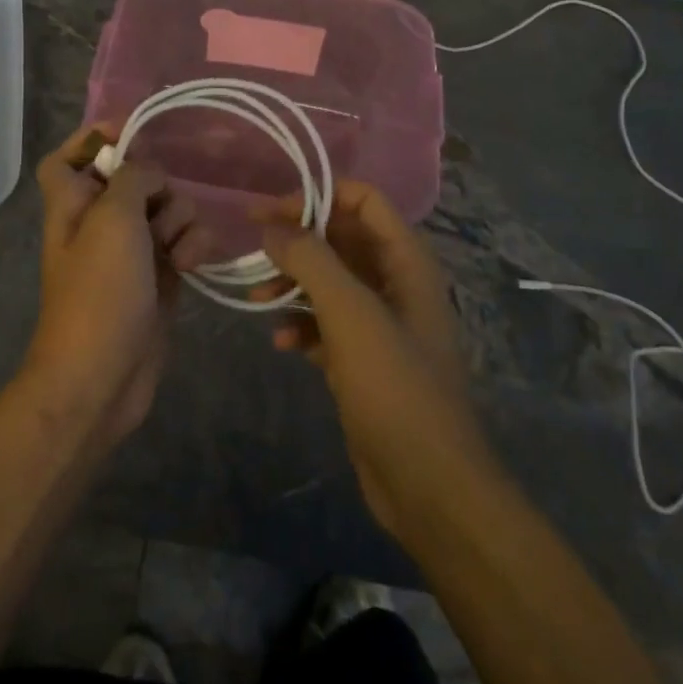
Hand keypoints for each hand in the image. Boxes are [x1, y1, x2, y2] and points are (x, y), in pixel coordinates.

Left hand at [22, 124, 211, 448]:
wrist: (102, 377)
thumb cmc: (99, 291)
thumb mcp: (113, 219)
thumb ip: (132, 178)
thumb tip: (149, 173)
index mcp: (72, 204)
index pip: (68, 157)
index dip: (92, 140)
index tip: (130, 133)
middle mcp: (99, 222)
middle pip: (133, 178)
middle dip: (157, 185)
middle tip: (158, 206)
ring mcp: (132, 251)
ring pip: (167, 209)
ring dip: (181, 220)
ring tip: (175, 250)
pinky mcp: (160, 276)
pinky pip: (184, 242)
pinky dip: (193, 247)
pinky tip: (191, 266)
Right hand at [254, 182, 491, 540]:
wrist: (429, 486)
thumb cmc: (395, 388)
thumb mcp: (350, 314)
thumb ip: (311, 261)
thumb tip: (273, 228)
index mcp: (405, 261)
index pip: (363, 200)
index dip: (318, 197)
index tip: (271, 211)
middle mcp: (395, 283)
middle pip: (341, 239)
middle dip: (298, 240)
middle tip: (253, 246)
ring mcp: (380, 323)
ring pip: (329, 282)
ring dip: (293, 284)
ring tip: (257, 299)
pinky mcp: (364, 360)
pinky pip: (326, 324)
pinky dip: (301, 325)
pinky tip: (281, 343)